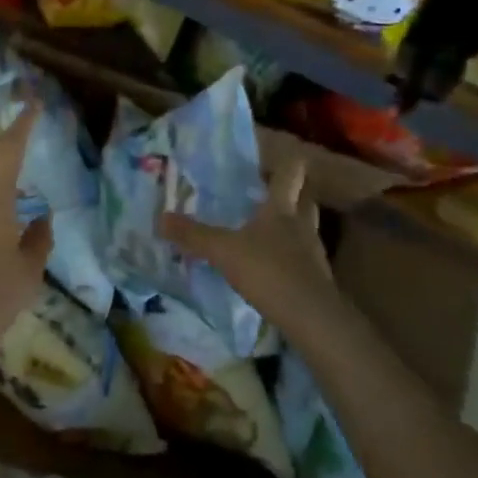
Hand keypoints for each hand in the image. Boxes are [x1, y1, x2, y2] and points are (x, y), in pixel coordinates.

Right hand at [156, 159, 332, 321]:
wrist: (311, 319)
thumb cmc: (268, 271)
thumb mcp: (222, 250)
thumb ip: (193, 235)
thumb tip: (160, 218)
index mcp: (282, 208)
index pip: (291, 173)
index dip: (285, 162)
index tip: (274, 158)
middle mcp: (302, 224)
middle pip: (305, 199)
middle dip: (293, 193)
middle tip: (270, 191)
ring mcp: (313, 253)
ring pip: (306, 228)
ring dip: (292, 225)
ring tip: (269, 228)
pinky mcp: (317, 280)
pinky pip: (303, 258)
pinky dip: (291, 256)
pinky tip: (274, 264)